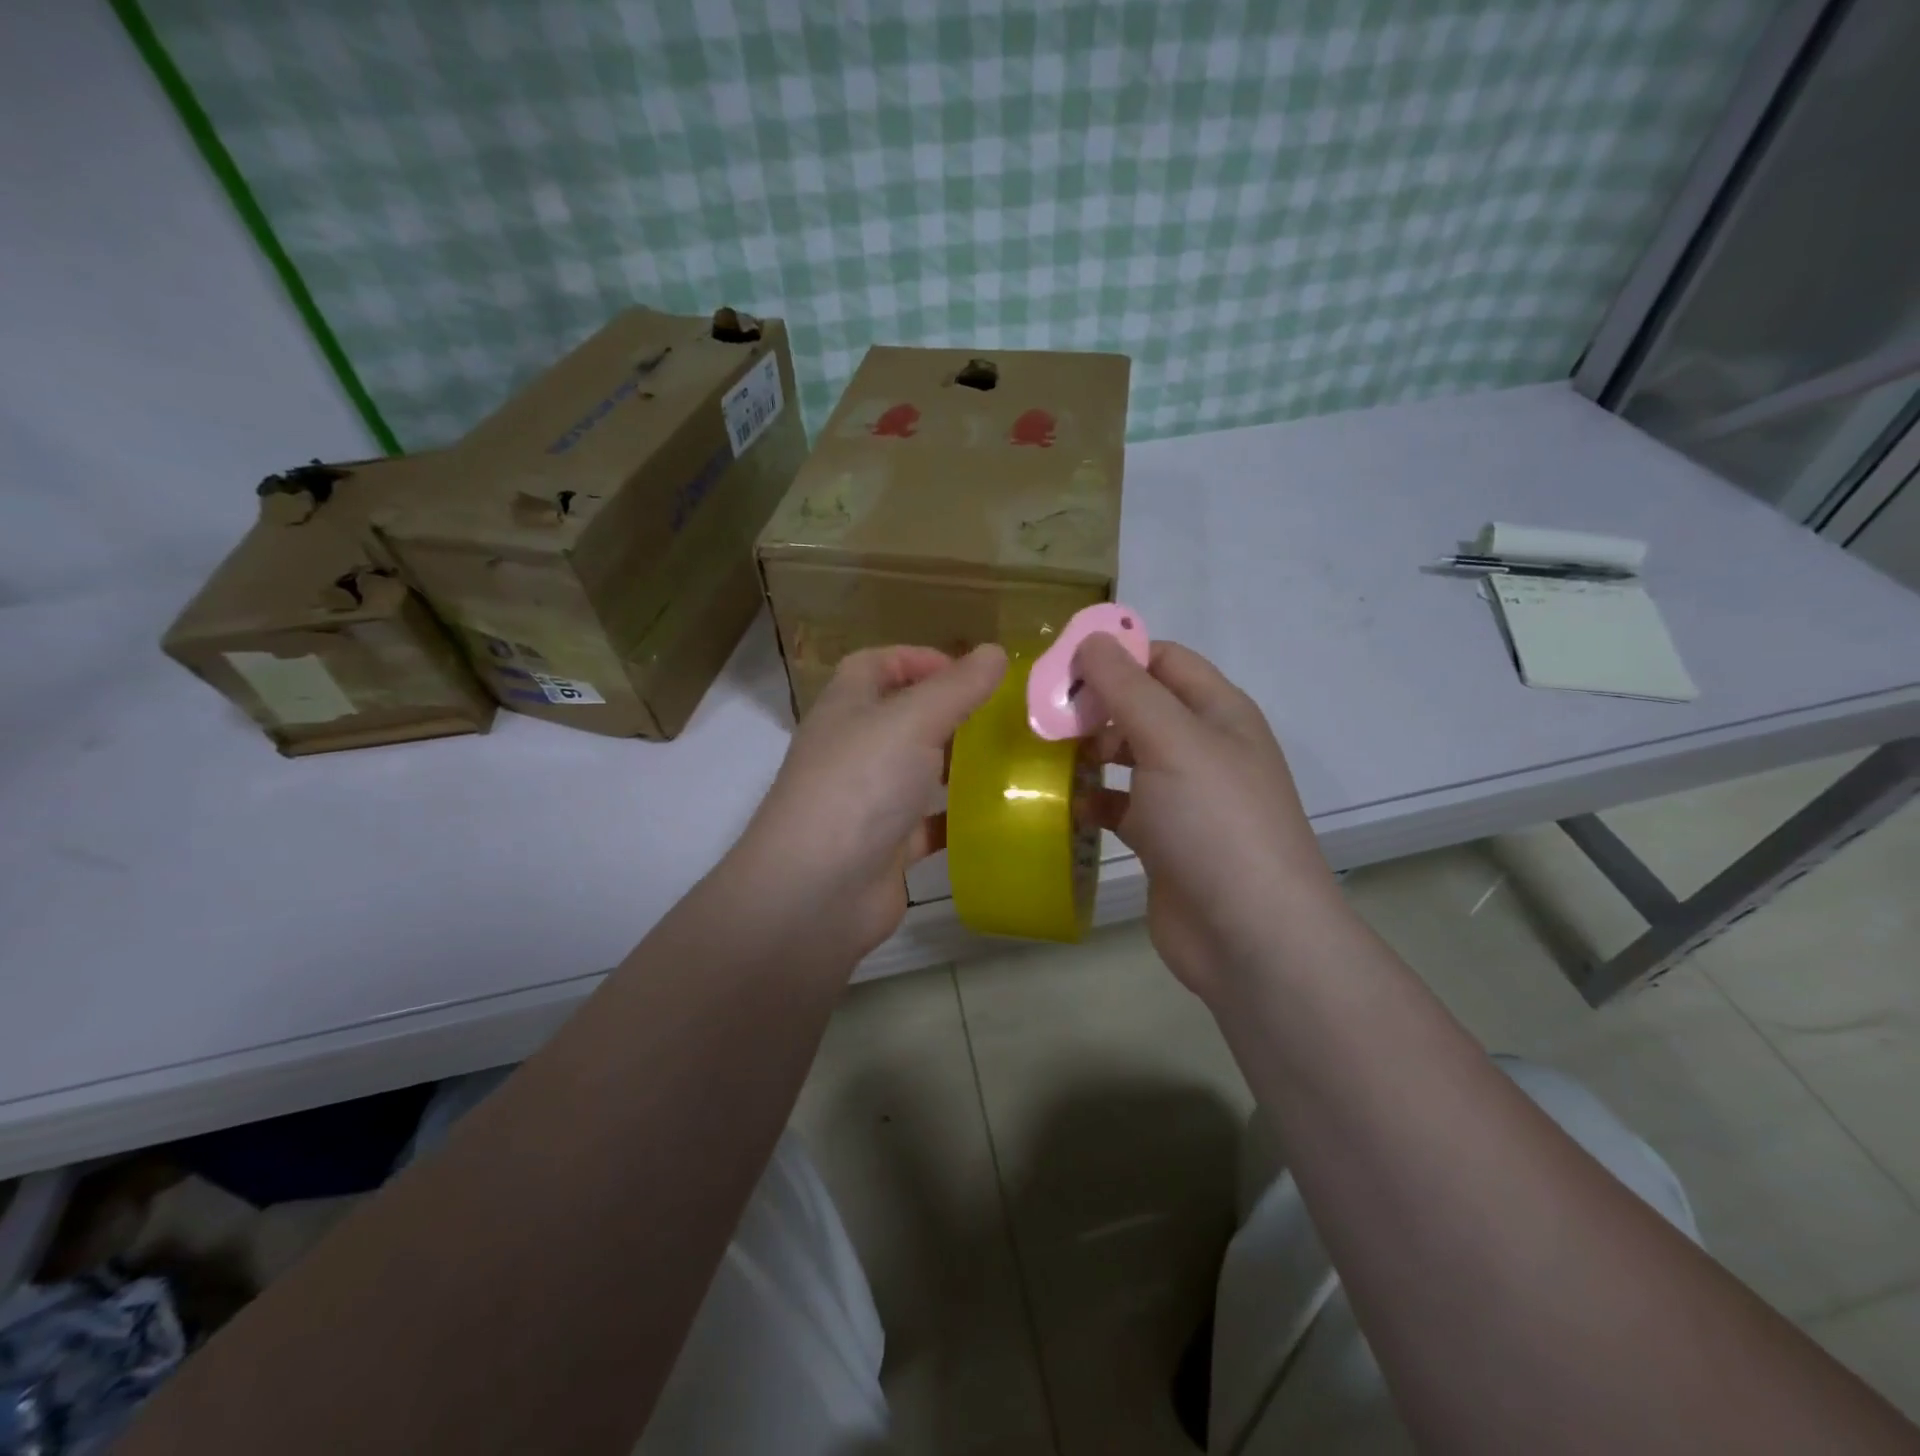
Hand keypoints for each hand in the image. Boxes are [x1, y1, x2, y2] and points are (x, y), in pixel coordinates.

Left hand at [732, 644, 1007, 958]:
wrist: (817, 892)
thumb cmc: (860, 785)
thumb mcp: (912, 721)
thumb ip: (956, 687)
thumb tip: (996, 651)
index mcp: (847, 708)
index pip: (877, 664)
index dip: (919, 659)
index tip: (970, 672)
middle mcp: (854, 749)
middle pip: (902, 717)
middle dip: (950, 712)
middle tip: (1005, 715)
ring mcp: (868, 800)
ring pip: (919, 770)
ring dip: (958, 763)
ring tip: (1013, 758)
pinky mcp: (887, 846)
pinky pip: (929, 823)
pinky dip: (959, 817)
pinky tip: (999, 813)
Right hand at [1076, 635, 1340, 1001]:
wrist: (1249, 935)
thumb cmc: (1214, 822)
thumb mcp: (1172, 740)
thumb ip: (1128, 687)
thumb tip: (1091, 639)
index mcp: (1218, 712)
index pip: (1163, 659)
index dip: (1115, 653)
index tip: (1059, 663)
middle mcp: (1203, 747)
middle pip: (1142, 705)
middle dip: (1095, 703)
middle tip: (1042, 713)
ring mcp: (1184, 796)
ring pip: (1128, 755)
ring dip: (1090, 750)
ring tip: (1046, 754)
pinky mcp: (1164, 839)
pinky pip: (1122, 804)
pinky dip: (1094, 799)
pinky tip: (1066, 804)